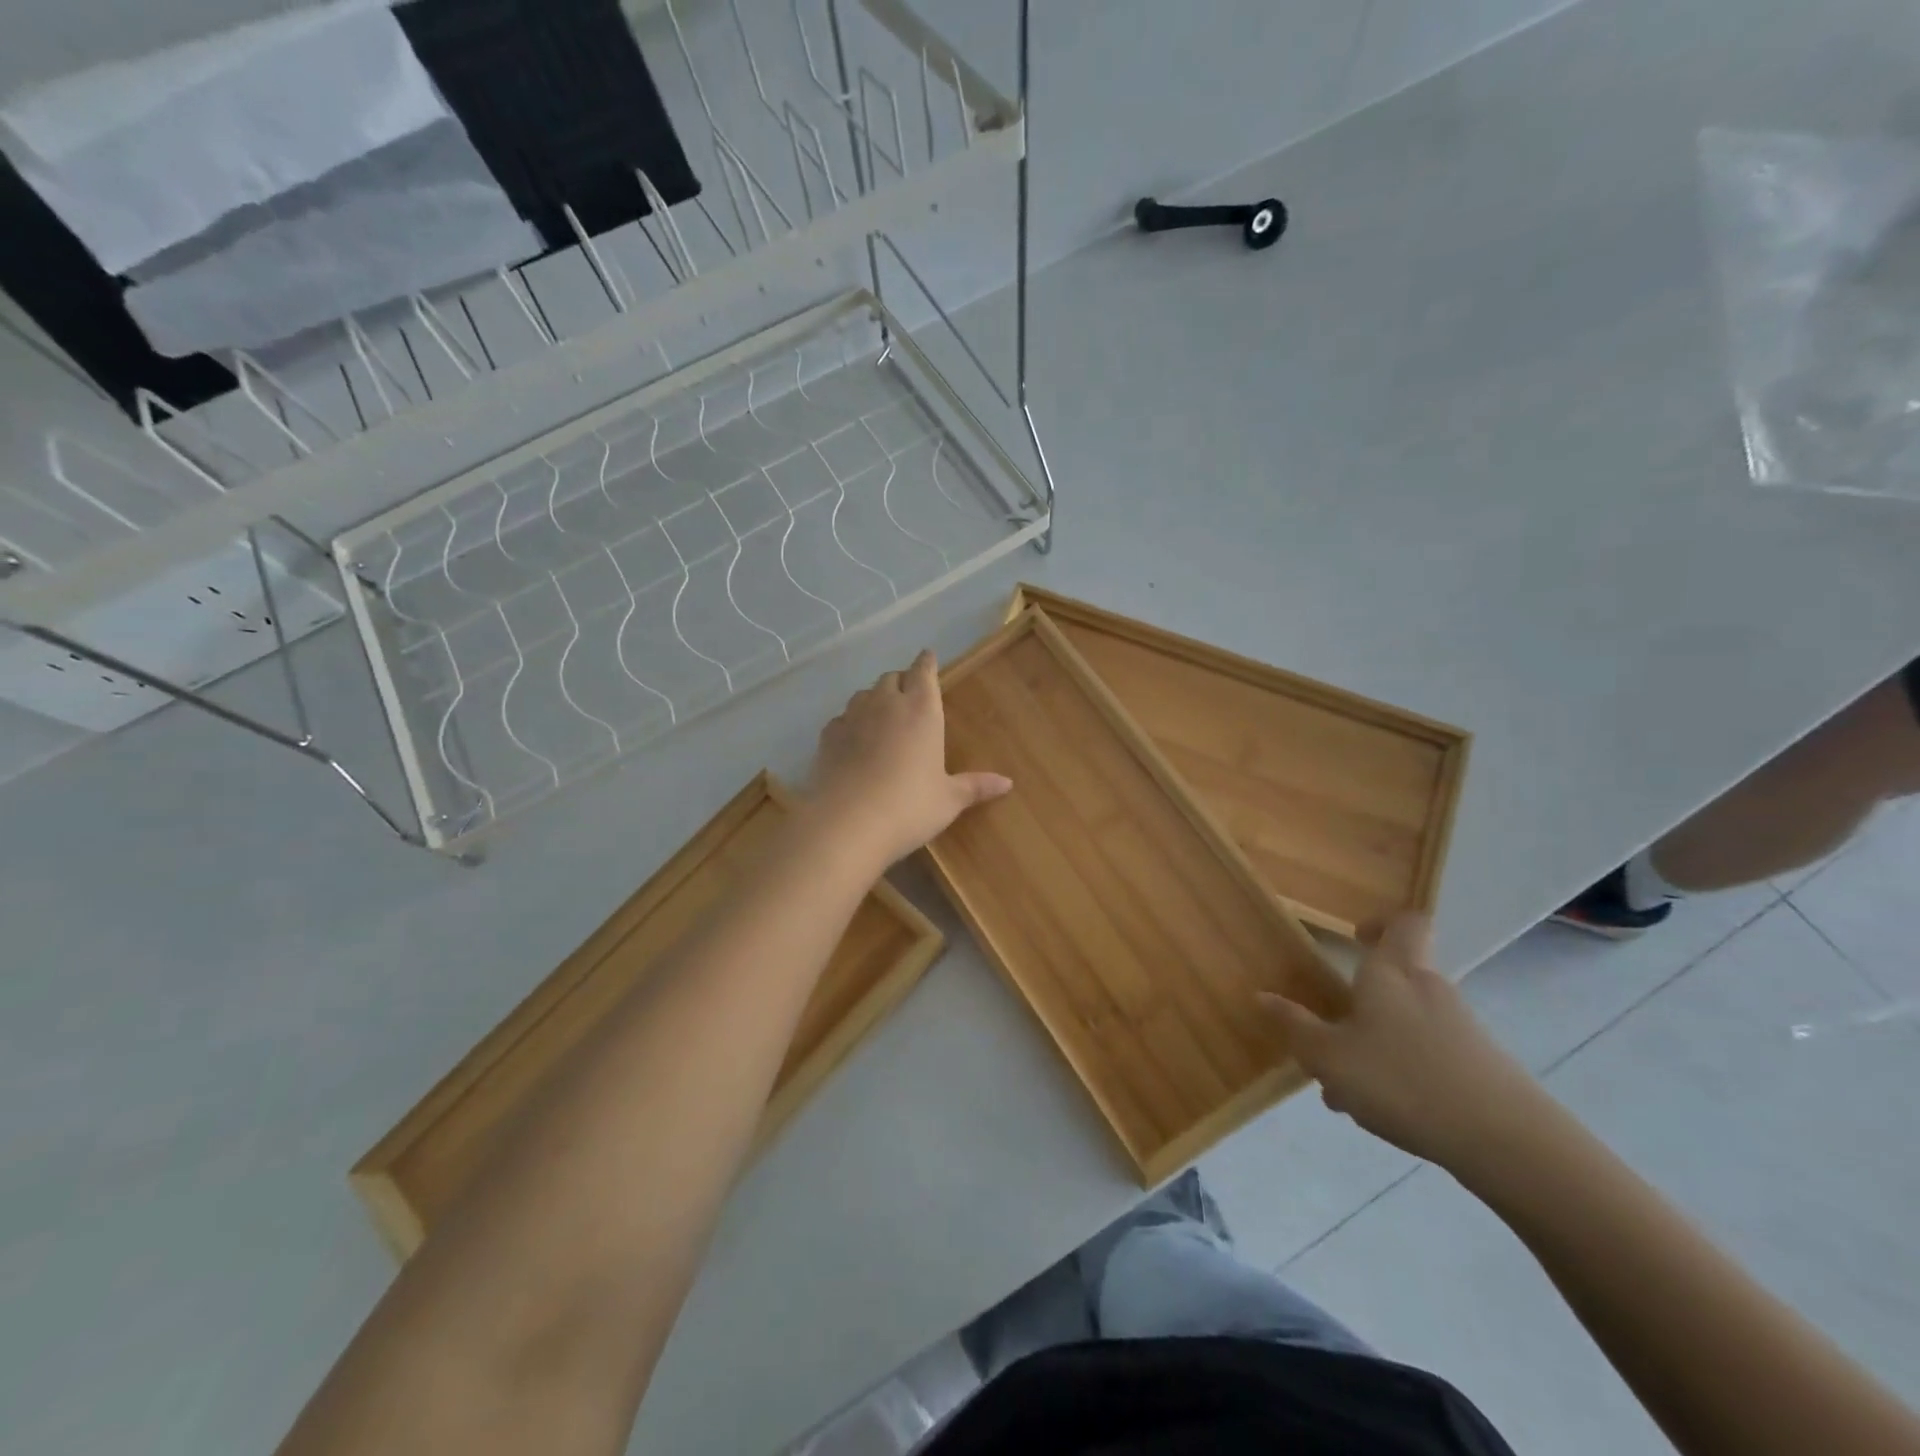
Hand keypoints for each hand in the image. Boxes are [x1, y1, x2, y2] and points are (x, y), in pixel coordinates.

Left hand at [808, 650, 1011, 869]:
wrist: (848, 824)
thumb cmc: (909, 807)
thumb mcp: (948, 800)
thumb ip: (975, 786)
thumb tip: (1007, 782)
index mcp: (922, 711)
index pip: (924, 672)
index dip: (926, 663)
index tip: (928, 656)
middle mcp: (886, 704)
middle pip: (892, 678)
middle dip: (902, 681)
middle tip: (910, 693)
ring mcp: (853, 718)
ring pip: (863, 694)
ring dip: (874, 698)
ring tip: (882, 715)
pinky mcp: (828, 737)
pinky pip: (841, 719)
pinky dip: (850, 723)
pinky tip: (853, 740)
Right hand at [1260, 914, 1545, 1172]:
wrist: (1509, 1144)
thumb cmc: (1404, 1081)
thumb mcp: (1330, 1057)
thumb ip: (1295, 1026)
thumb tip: (1262, 996)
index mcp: (1392, 973)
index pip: (1404, 923)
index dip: (1382, 922)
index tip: (1355, 938)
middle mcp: (1429, 989)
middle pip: (1396, 979)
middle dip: (1360, 1004)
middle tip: (1330, 1034)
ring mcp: (1461, 1029)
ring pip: (1406, 1023)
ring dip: (1375, 1045)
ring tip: (1346, 1091)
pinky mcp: (1482, 1067)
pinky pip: (1429, 1055)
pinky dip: (1403, 1071)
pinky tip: (1385, 1111)